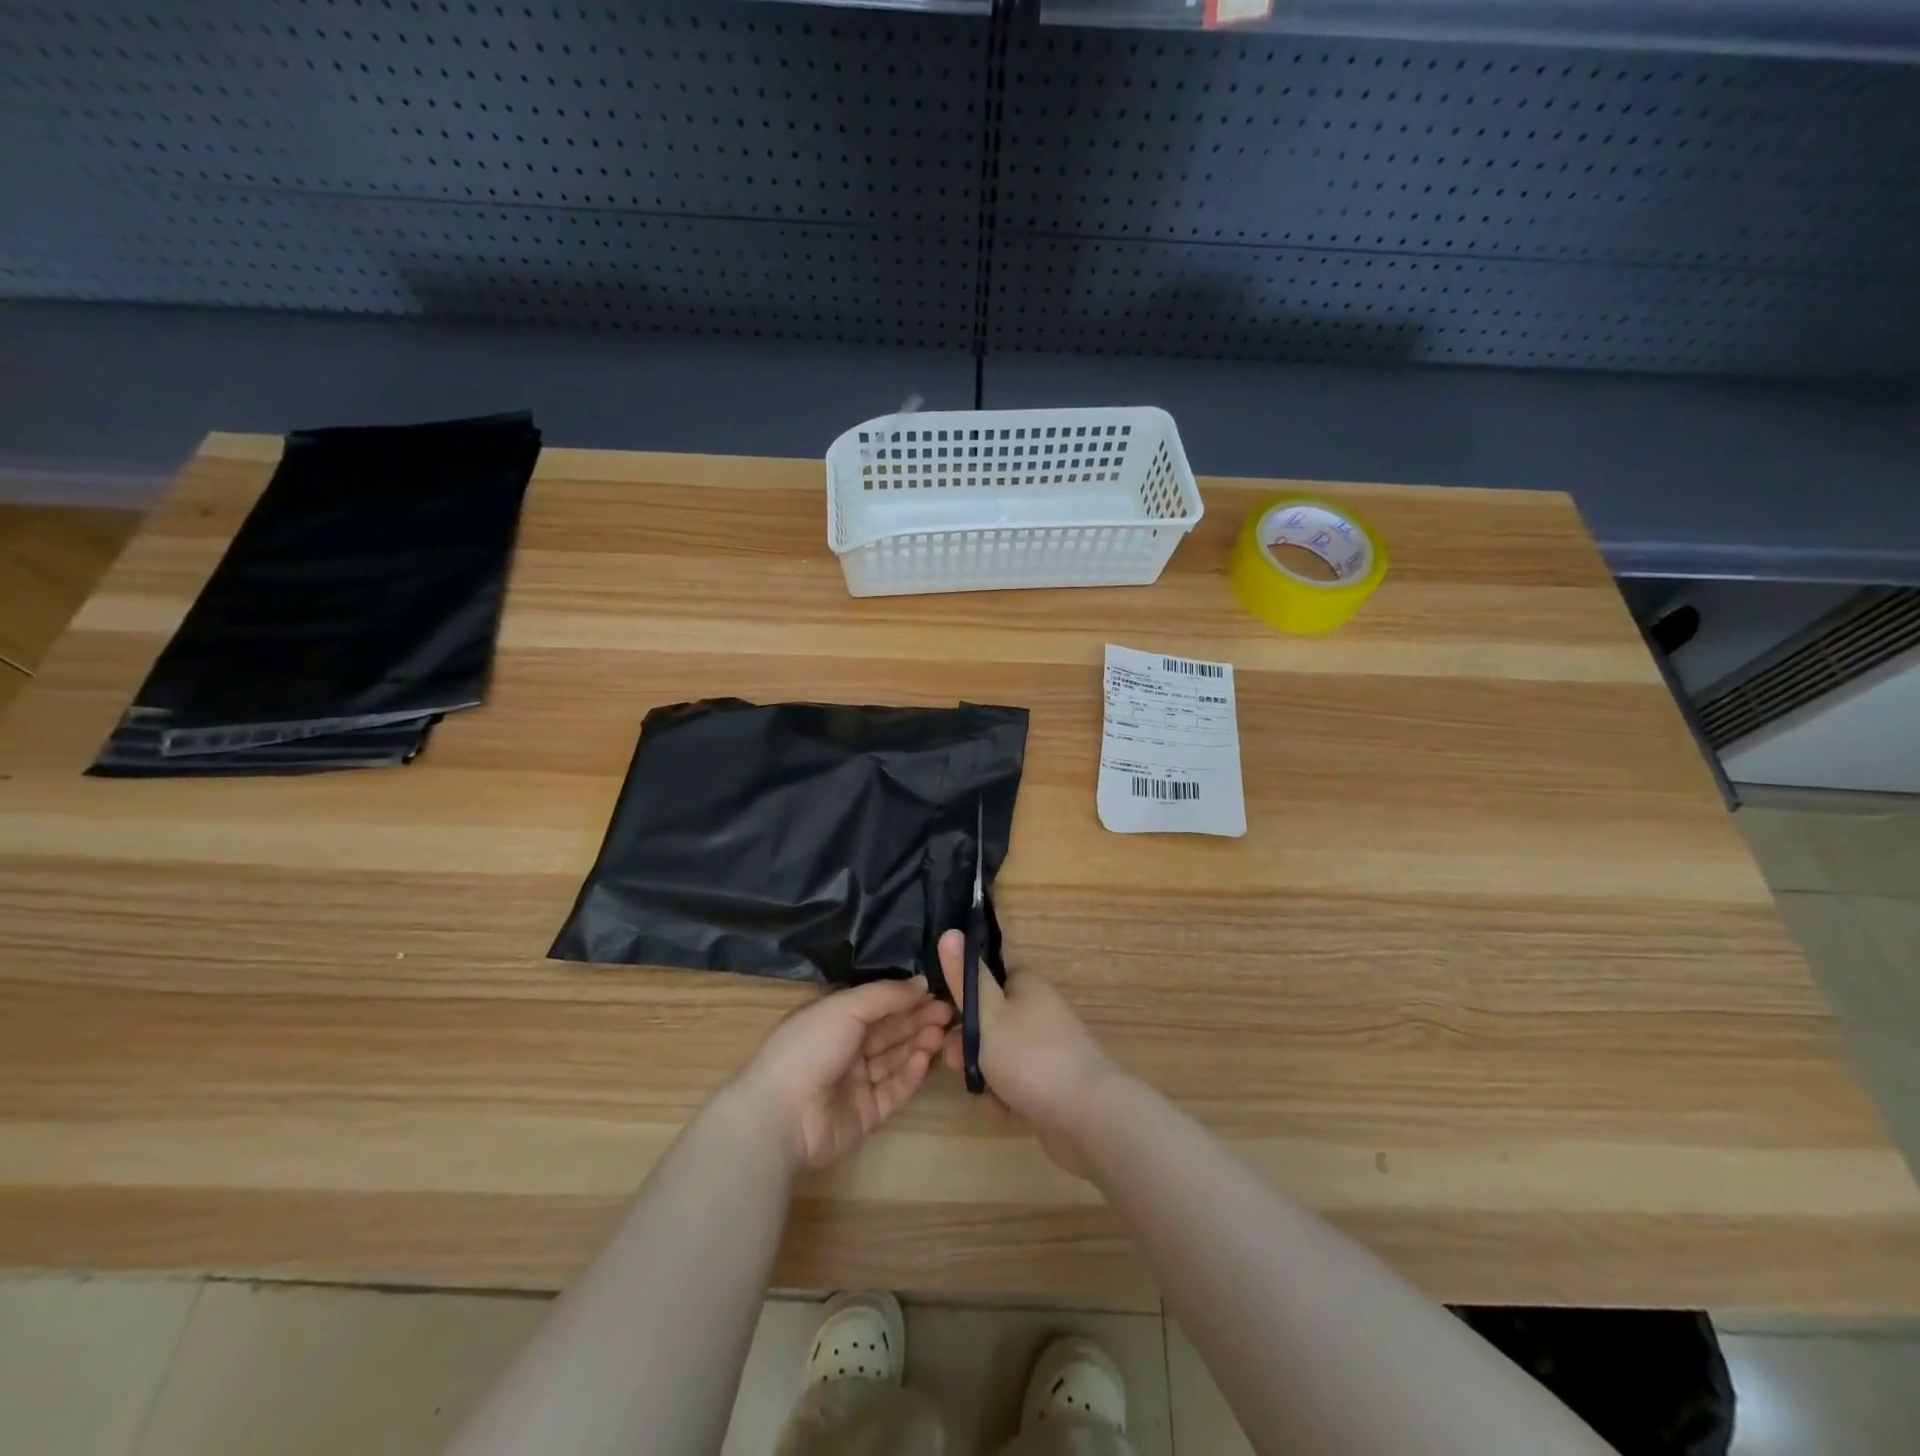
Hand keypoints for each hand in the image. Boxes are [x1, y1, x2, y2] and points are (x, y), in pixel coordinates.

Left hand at [732, 976, 952, 1170]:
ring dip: (917, 1043)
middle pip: (888, 1031)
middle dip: (917, 1020)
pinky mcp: (865, 1113)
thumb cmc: (810, 1047)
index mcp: (832, 1019)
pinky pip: (892, 1090)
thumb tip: (921, 982)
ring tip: (943, 1033)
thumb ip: (886, 994)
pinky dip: (910, 1074)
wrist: (781, 1114)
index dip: (905, 998)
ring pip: (893, 1059)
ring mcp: (854, 1083)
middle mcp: (843, 1048)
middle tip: (949, 1013)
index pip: (876, 1005)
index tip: (936, 993)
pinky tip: (926, 1058)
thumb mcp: (846, 1007)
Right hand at [937, 930, 1118, 1177]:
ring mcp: (1051, 1048)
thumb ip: (965, 979)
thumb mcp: (987, 1015)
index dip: (964, 1002)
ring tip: (988, 1097)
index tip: (948, 1022)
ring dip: (988, 1079)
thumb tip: (950, 932)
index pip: (988, 982)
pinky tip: (1008, 1114)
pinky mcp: (1056, 1083)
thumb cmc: (1029, 1057)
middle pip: (992, 1024)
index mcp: (1028, 986)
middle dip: (970, 1048)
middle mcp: (1041, 1011)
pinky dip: (1009, 1098)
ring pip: (1002, 1059)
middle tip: (957, 1065)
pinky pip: (1020, 1085)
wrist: (1088, 1116)